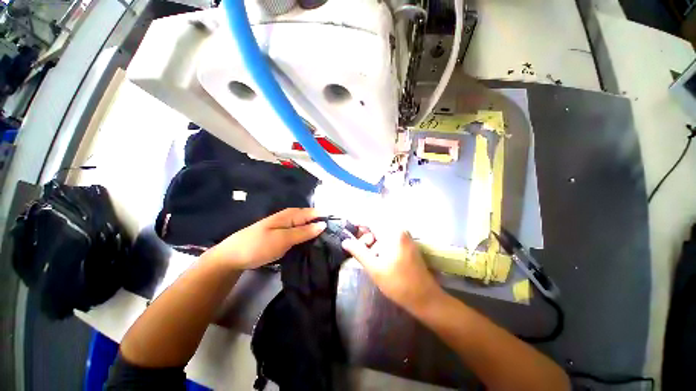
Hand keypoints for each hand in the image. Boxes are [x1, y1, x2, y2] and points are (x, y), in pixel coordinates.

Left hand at [204, 208, 325, 269]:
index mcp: (292, 214)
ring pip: (308, 228)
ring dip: (317, 235)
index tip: (340, 231)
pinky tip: (315, 246)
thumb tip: (323, 224)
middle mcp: (292, 218)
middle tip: (337, 240)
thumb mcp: (283, 239)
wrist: (234, 256)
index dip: (328, 219)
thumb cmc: (258, 245)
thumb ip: (304, 231)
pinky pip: (302, 235)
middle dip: (324, 228)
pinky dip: (309, 239)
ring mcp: (289, 227)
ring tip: (330, 244)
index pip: (316, 213)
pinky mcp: (286, 236)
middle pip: (313, 220)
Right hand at [342, 229, 443, 311]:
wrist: (425, 298)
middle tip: (359, 251)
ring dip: (372, 244)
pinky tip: (377, 259)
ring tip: (368, 258)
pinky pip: (389, 240)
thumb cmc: (398, 283)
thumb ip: (358, 251)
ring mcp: (405, 237)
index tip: (348, 233)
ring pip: (382, 235)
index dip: (357, 225)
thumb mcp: (374, 267)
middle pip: (376, 227)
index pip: (370, 221)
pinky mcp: (407, 245)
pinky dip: (380, 246)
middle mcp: (400, 230)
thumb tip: (345, 241)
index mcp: (393, 232)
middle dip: (365, 238)